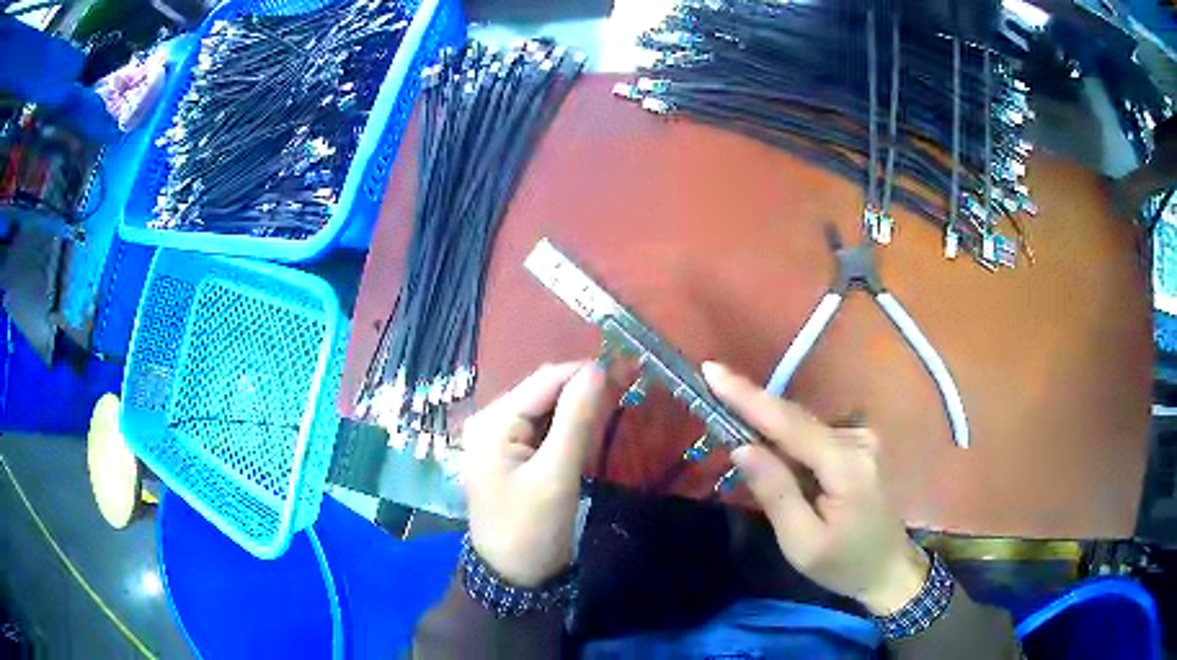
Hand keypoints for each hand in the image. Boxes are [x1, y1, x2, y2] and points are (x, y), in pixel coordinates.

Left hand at [461, 362, 607, 586]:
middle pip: (543, 391)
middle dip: (582, 390)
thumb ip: (576, 419)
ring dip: (577, 408)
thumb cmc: (532, 528)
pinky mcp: (509, 454)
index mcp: (492, 421)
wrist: (513, 576)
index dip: (585, 373)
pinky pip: (541, 428)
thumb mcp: (556, 475)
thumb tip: (599, 369)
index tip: (628, 373)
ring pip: (545, 409)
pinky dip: (567, 427)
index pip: (544, 380)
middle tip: (626, 393)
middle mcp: (490, 421)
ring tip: (615, 409)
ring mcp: (497, 438)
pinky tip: (590, 432)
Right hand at [703, 362, 927, 614]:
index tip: (712, 370)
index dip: (748, 397)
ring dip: (767, 426)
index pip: (789, 424)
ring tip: (734, 426)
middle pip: (795, 418)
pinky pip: (813, 434)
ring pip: (802, 426)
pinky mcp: (860, 444)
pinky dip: (786, 438)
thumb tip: (742, 447)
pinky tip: (771, 451)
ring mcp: (862, 439)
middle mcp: (858, 440)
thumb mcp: (801, 542)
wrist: (888, 568)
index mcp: (846, 465)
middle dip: (751, 404)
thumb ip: (775, 492)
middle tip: (710, 386)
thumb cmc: (843, 563)